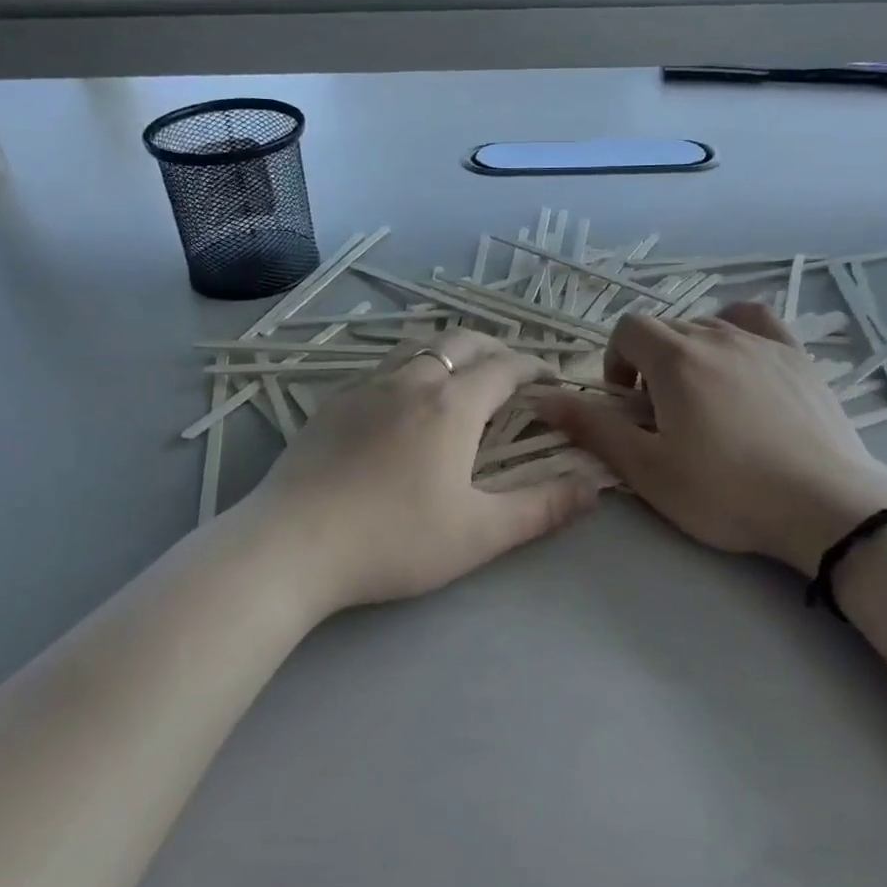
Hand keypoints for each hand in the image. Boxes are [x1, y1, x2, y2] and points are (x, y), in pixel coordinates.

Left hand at [245, 330, 600, 612]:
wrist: (291, 545)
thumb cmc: (394, 540)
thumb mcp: (480, 533)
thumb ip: (543, 508)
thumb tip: (596, 487)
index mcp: (452, 405)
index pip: (505, 368)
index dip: (534, 367)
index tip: (551, 377)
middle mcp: (411, 381)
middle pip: (462, 342)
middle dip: (495, 348)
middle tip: (511, 371)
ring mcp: (366, 388)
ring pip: (418, 347)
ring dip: (450, 352)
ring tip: (461, 376)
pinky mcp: (333, 404)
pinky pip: (382, 368)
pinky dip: (410, 369)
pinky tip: (402, 403)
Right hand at [535, 303, 886, 576]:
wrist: (824, 505)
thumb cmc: (726, 491)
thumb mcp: (647, 469)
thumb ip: (593, 428)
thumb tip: (543, 398)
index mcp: (675, 358)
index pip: (628, 329)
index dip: (616, 361)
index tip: (628, 403)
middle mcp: (716, 334)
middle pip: (667, 329)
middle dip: (651, 364)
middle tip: (663, 416)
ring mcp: (762, 342)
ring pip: (708, 327)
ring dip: (691, 354)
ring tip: (703, 400)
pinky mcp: (797, 356)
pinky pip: (756, 322)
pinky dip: (736, 332)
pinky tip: (741, 361)